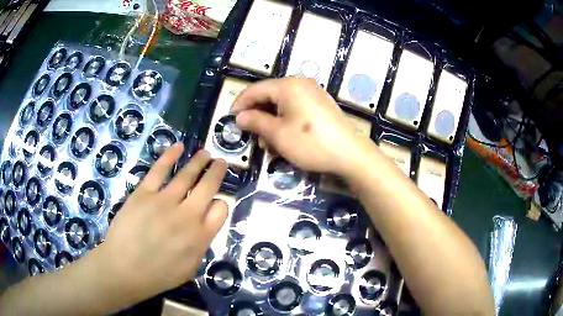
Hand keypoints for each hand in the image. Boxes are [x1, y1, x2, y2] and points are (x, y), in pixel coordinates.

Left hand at [97, 143, 227, 303]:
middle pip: (208, 186)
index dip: (221, 202)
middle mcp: (187, 215)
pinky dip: (170, 155)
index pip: (221, 209)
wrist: (124, 269)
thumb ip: (202, 245)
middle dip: (217, 171)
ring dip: (199, 161)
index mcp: (200, 236)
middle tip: (221, 162)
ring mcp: (164, 201)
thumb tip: (205, 224)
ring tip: (205, 153)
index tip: (216, 201)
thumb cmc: (158, 275)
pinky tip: (178, 146)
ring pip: (187, 174)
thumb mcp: (190, 268)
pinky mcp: (144, 193)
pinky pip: (159, 169)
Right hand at [232, 78, 374, 176]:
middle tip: (252, 136)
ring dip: (271, 123)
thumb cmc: (310, 143)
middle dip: (258, 116)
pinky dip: (285, 123)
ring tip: (270, 145)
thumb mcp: (277, 134)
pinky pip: (295, 110)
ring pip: (282, 105)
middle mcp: (300, 84)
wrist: (350, 154)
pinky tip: (284, 140)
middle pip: (269, 96)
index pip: (255, 89)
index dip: (240, 104)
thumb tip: (239, 116)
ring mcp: (313, 94)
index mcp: (288, 85)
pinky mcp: (320, 106)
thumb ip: (255, 121)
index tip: (230, 119)